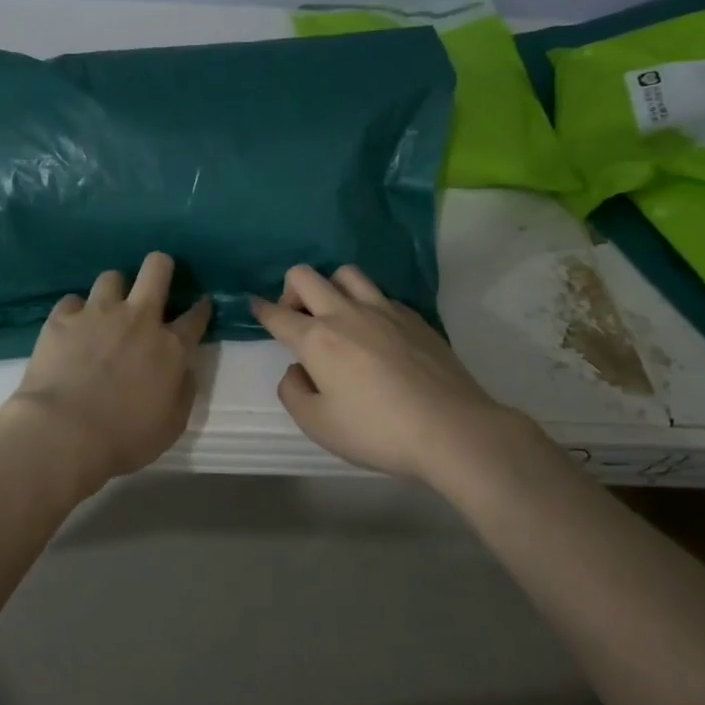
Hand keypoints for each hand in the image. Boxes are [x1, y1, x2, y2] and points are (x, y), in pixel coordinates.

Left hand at [3, 252, 212, 493]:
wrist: (64, 433)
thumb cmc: (125, 438)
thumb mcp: (172, 424)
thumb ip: (184, 389)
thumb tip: (184, 368)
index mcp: (171, 347)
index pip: (196, 316)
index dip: (201, 308)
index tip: (199, 306)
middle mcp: (138, 319)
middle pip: (156, 269)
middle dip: (161, 267)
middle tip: (155, 282)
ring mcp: (98, 313)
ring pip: (112, 276)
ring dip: (114, 291)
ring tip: (106, 309)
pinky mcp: (63, 318)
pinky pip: (72, 300)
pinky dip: (76, 312)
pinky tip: (72, 328)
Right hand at [251, 265, 529, 484]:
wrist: (450, 428)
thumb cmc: (376, 430)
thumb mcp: (317, 424)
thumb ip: (293, 392)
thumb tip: (297, 370)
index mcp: (316, 339)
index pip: (277, 314)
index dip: (260, 309)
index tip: (254, 305)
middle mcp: (345, 313)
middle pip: (305, 276)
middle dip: (290, 291)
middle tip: (298, 320)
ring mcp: (383, 310)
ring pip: (345, 274)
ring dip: (331, 288)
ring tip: (336, 317)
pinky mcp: (414, 317)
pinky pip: (379, 294)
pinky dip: (366, 304)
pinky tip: (375, 333)